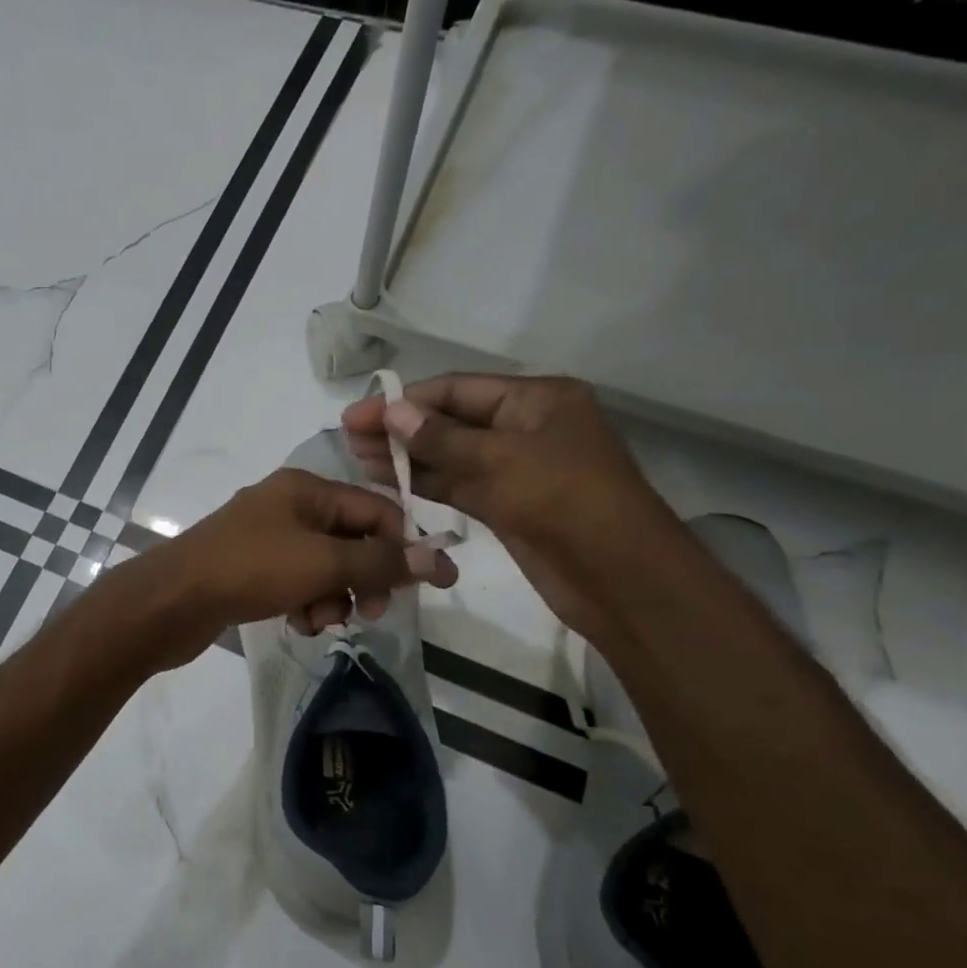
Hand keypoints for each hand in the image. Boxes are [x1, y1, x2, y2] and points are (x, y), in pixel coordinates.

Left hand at [115, 468, 455, 669]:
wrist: (171, 601)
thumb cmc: (250, 570)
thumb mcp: (323, 564)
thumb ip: (380, 562)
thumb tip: (435, 558)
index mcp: (306, 489)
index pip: (375, 509)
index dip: (406, 545)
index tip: (432, 584)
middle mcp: (287, 506)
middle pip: (351, 540)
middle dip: (365, 577)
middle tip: (371, 612)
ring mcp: (266, 539)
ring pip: (324, 567)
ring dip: (333, 597)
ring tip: (320, 620)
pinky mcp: (250, 570)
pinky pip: (296, 584)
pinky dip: (305, 604)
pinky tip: (298, 624)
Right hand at [340, 374, 682, 644]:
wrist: (619, 577)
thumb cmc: (566, 501)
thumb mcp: (501, 461)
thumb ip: (441, 439)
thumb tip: (392, 413)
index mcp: (537, 400)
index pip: (457, 390)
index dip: (404, 401)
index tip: (357, 414)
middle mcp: (524, 427)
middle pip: (450, 420)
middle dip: (401, 428)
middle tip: (348, 437)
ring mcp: (514, 468)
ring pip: (450, 455)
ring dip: (406, 456)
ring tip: (356, 458)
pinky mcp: (506, 504)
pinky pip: (457, 484)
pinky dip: (424, 482)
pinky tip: (387, 480)